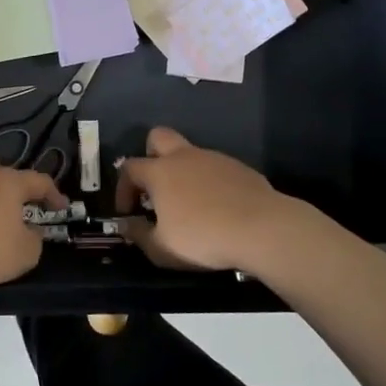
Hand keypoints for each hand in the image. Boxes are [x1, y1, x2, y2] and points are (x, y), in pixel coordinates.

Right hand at [115, 127, 311, 274]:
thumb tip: (126, 225)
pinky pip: (215, 168)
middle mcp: (184, 156)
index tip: (127, 212)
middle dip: (150, 155)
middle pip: (158, 137)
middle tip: (155, 186)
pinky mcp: (239, 167)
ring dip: (182, 172)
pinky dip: (209, 182)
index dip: (123, 188)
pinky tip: (218, 208)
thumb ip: (139, 235)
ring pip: (190, 153)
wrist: (262, 228)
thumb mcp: (162, 248)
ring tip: (189, 205)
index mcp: (160, 171)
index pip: (129, 168)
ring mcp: (214, 158)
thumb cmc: (203, 237)